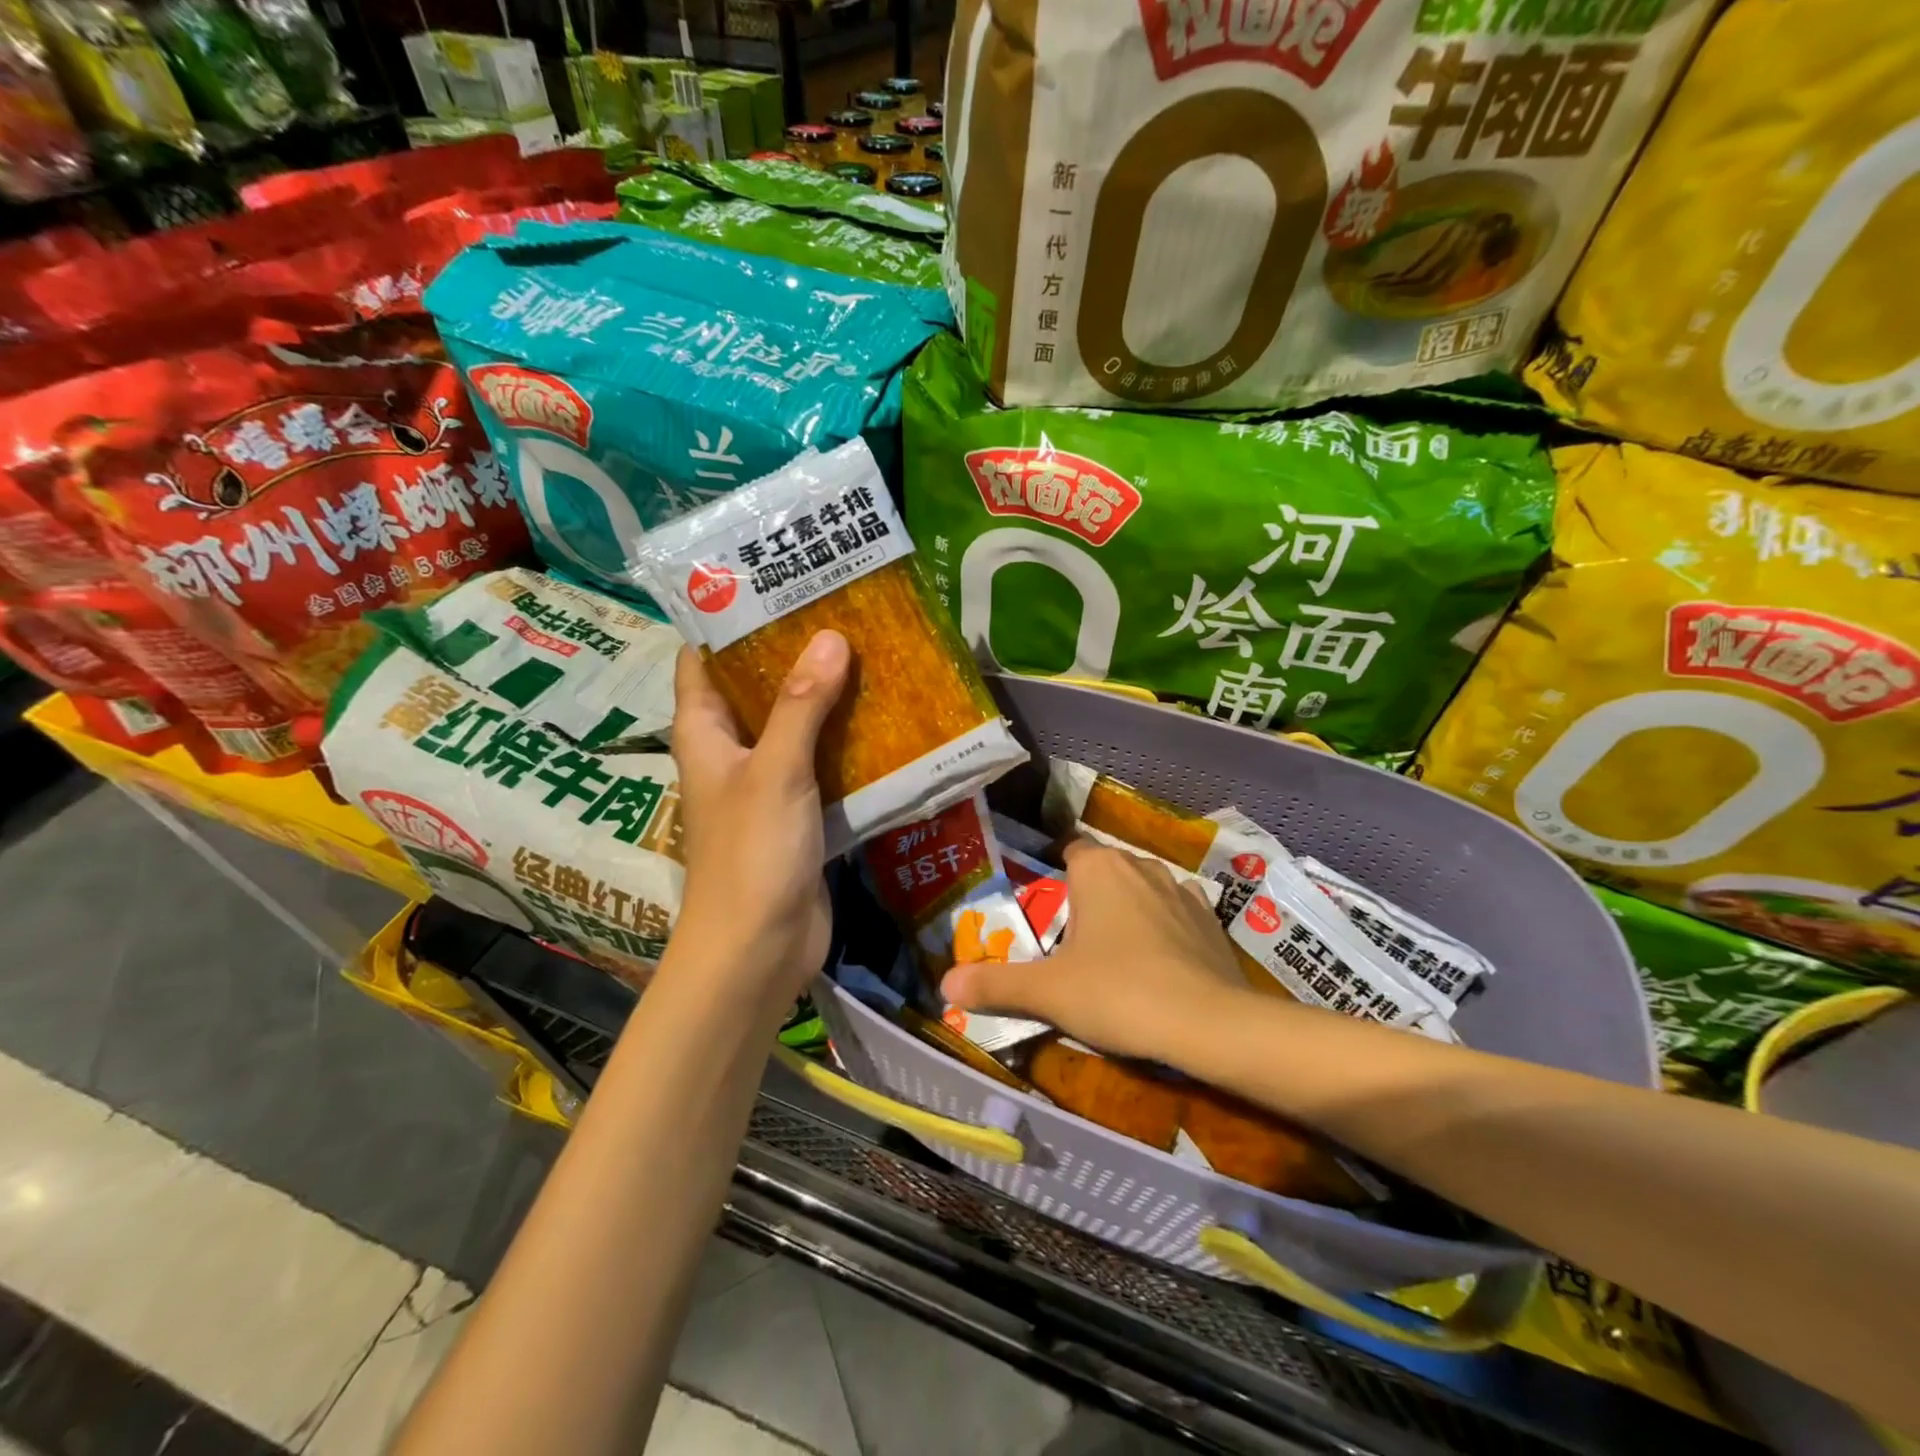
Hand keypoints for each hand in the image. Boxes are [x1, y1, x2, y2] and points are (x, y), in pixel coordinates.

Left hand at [667, 631, 850, 1004]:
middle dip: (791, 653)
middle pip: (755, 688)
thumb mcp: (776, 771)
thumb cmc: (751, 854)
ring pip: (793, 725)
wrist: (758, 950)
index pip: (702, 659)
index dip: (727, 619)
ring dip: (824, 696)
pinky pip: (820, 764)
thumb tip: (830, 637)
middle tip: (840, 611)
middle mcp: (730, 752)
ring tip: (869, 652)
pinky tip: (882, 719)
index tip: (773, 583)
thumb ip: (802, 706)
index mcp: (704, 733)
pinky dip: (843, 741)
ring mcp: (764, 784)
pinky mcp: (797, 813)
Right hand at [940, 841, 1248, 1061]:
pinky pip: (1178, 913)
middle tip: (1072, 940)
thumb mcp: (1048, 992)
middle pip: (1106, 870)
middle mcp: (1140, 866)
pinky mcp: (1212, 921)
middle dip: (1090, 895)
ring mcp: (1182, 890)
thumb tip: (944, 985)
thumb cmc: (1117, 992)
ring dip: (1130, 909)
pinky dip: (1166, 928)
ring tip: (1116, 952)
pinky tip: (1160, 962)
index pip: (1070, 850)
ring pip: (1144, 889)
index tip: (1047, 909)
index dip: (1056, 875)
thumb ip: (996, 985)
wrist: (1208, 1024)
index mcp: (1098, 868)